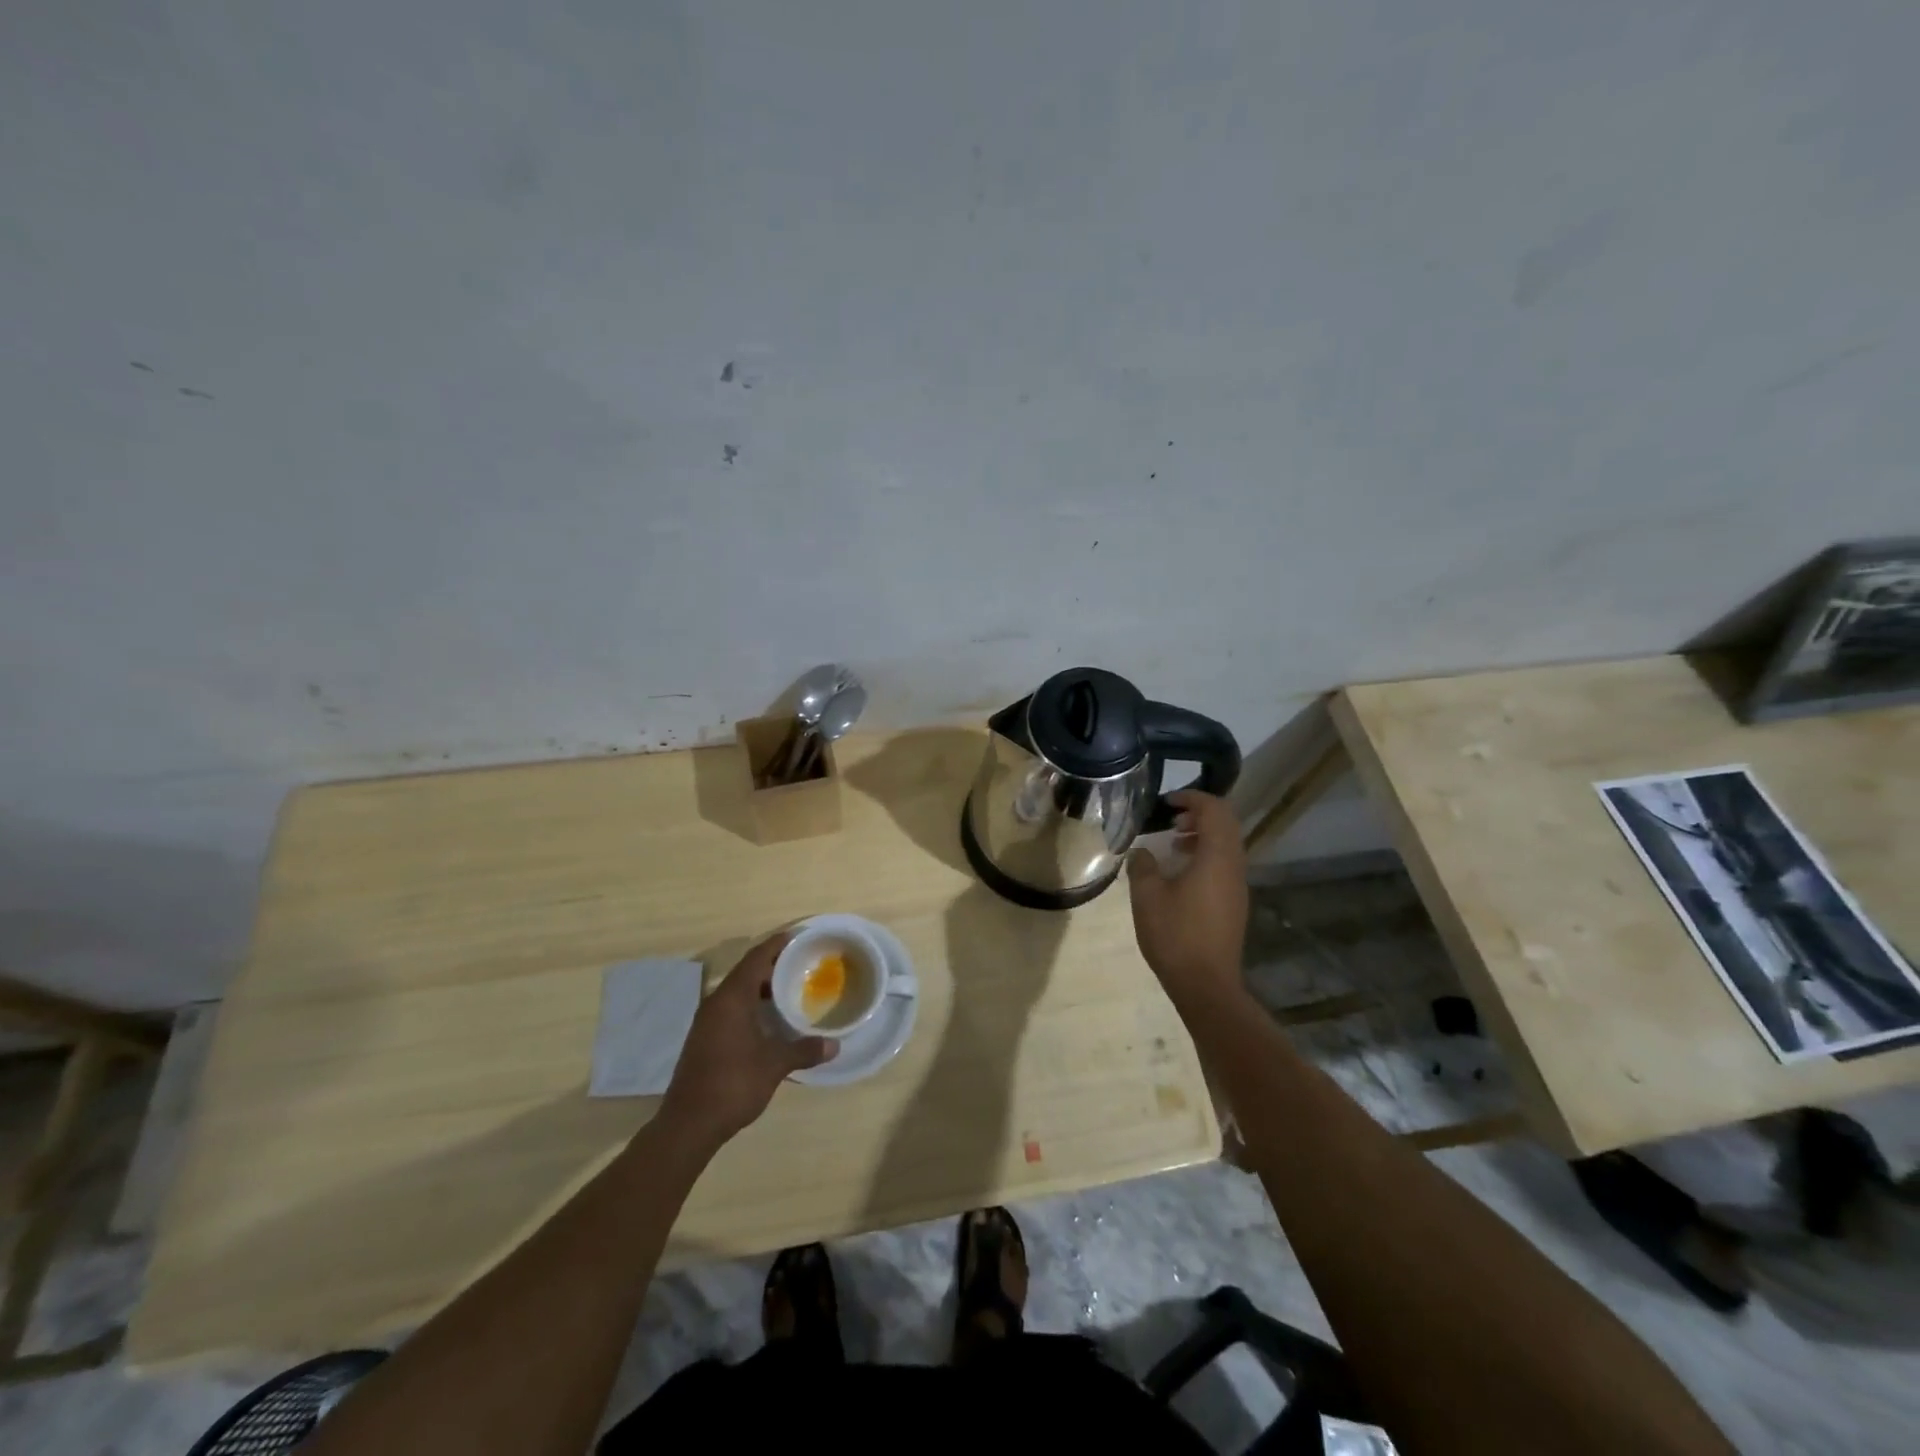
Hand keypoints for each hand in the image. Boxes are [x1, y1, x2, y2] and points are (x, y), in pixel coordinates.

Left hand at [659, 932, 835, 1145]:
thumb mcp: (774, 1065)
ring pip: (737, 991)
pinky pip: (731, 1008)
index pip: (756, 958)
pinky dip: (751, 1005)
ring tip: (790, 990)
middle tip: (801, 964)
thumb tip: (834, 1045)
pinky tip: (769, 1020)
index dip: (777, 945)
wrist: (688, 1124)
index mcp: (731, 998)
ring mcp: (707, 1022)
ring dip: (761, 987)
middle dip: (773, 965)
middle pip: (746, 971)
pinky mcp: (704, 1039)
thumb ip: (804, 1050)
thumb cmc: (733, 1084)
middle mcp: (716, 1002)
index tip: (799, 937)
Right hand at [1127, 791, 1248, 1002]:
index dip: (1192, 798)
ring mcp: (1237, 887)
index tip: (1167, 801)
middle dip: (1199, 813)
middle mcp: (1234, 867)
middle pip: (1226, 824)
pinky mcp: (1234, 903)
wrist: (1206, 985)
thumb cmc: (1175, 935)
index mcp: (1216, 858)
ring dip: (1202, 835)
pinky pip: (1224, 865)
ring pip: (1227, 845)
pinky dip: (1205, 855)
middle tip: (1170, 817)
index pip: (1215, 810)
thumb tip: (1141, 852)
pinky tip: (1180, 872)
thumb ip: (1143, 866)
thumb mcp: (1147, 896)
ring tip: (1173, 842)